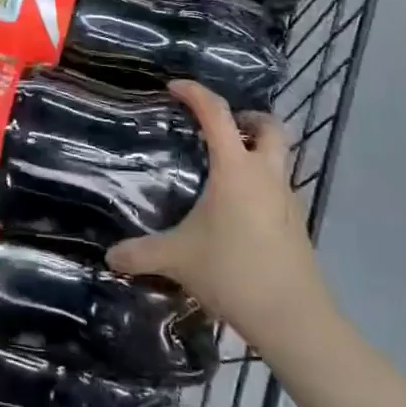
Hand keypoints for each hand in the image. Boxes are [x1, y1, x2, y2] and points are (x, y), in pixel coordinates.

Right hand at [107, 80, 332, 348]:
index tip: (174, 87)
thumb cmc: (234, 272)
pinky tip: (239, 210)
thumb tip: (109, 257)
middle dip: (247, 117)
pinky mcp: (296, 224)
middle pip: (269, 126)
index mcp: (236, 169)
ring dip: (258, 150)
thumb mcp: (178, 259)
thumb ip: (141, 254)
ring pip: (280, 157)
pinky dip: (262, 184)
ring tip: (226, 168)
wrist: (294, 319)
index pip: (216, 113)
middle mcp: (266, 174)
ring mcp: (287, 199)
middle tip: (221, 127)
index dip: (195, 93)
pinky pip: (280, 188)